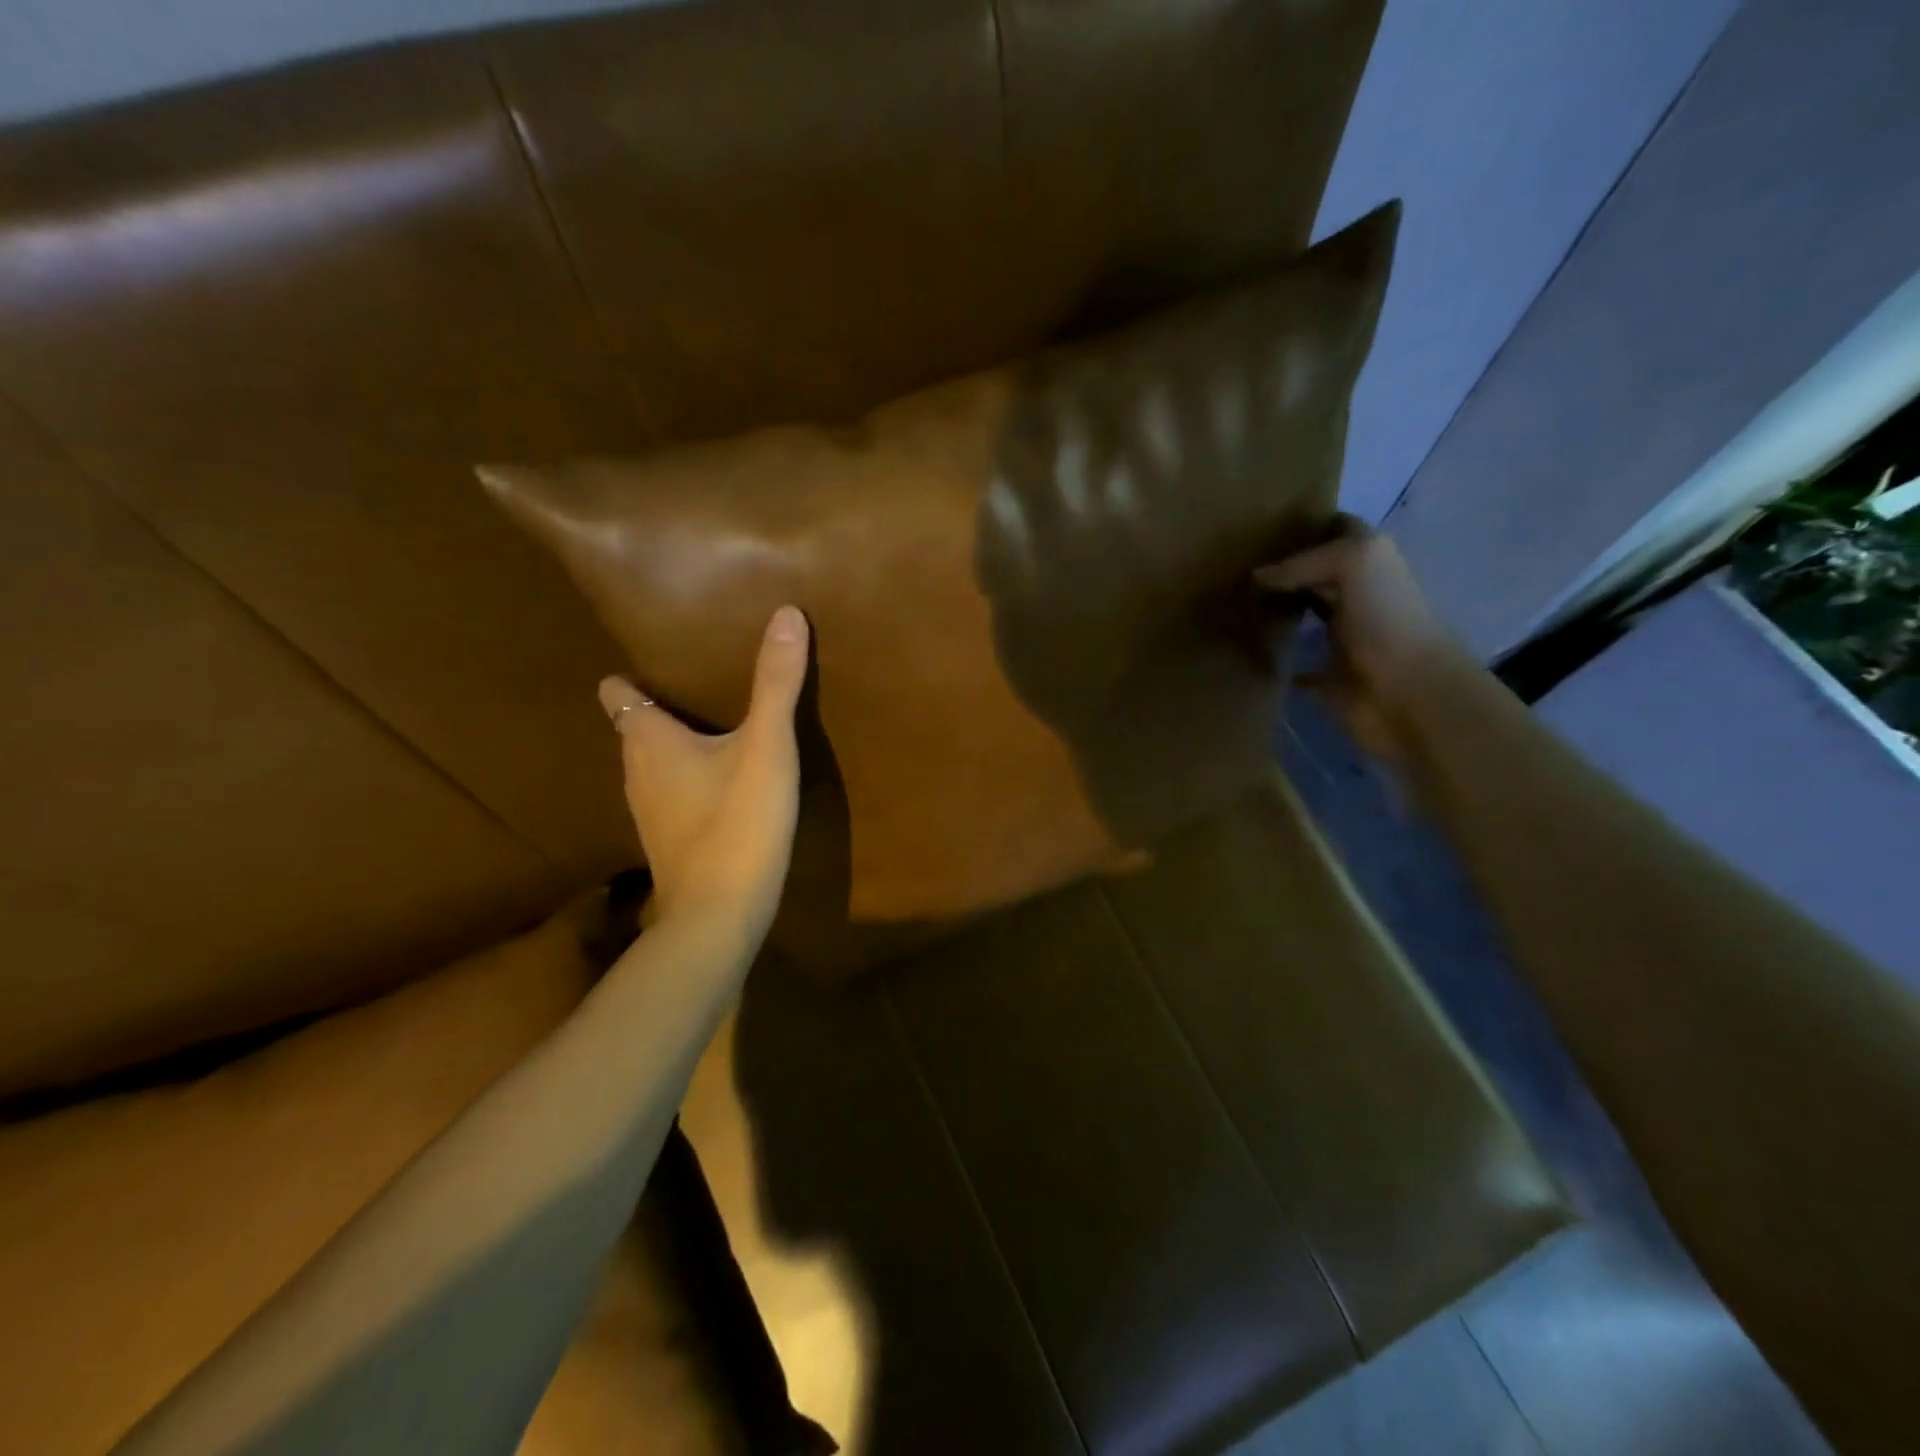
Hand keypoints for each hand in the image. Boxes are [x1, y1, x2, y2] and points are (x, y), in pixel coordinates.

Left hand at [597, 606, 809, 941]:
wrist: (720, 915)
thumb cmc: (737, 821)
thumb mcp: (766, 746)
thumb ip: (775, 682)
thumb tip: (785, 613)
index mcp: (648, 740)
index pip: (618, 692)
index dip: (633, 676)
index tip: (664, 660)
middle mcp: (636, 772)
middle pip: (637, 726)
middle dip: (663, 705)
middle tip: (706, 684)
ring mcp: (649, 812)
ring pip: (654, 764)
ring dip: (679, 745)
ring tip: (720, 728)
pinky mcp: (670, 841)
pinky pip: (673, 795)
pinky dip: (690, 780)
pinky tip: (725, 784)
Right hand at [1254, 516, 1465, 762]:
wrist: (1407, 694)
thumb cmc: (1387, 620)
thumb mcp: (1355, 563)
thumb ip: (1306, 561)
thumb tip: (1258, 576)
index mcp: (1369, 562)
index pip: (1336, 530)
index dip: (1305, 524)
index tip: (1259, 524)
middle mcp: (1356, 593)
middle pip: (1313, 572)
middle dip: (1280, 567)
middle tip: (1232, 563)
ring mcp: (1341, 635)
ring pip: (1300, 614)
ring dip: (1272, 609)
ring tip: (1229, 599)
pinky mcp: (1326, 674)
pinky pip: (1294, 662)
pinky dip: (1273, 657)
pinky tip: (1243, 646)